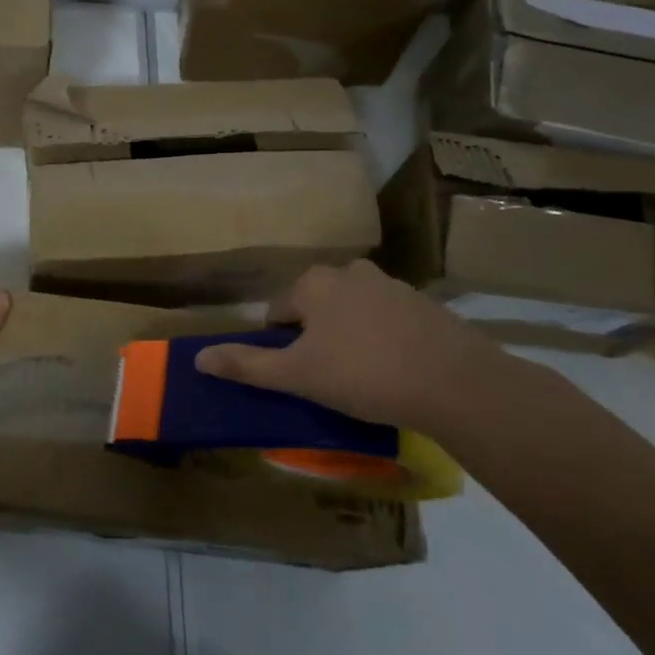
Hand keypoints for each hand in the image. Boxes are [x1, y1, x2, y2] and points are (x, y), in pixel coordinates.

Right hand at [193, 260, 518, 436]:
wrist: (456, 383)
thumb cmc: (364, 374)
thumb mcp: (298, 375)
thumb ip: (247, 365)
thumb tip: (198, 358)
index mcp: (313, 283)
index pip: (278, 312)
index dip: (282, 346)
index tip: (299, 375)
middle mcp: (349, 271)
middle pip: (315, 307)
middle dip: (316, 337)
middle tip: (329, 377)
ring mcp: (390, 284)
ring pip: (351, 312)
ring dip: (349, 336)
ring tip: (364, 377)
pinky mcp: (424, 303)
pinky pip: (387, 319)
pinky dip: (383, 339)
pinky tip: (396, 370)